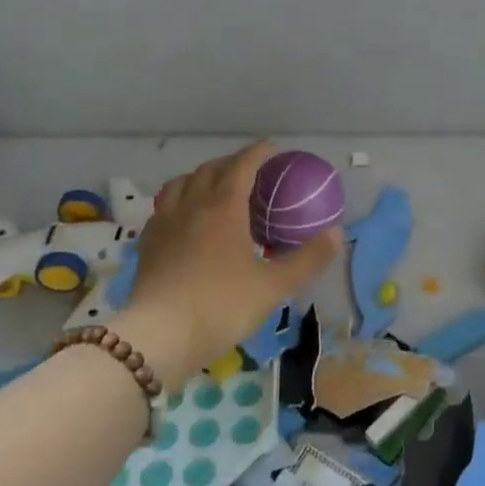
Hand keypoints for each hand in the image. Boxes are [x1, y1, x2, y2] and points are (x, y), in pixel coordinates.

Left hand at [120, 141, 341, 385]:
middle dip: (232, 163)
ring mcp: (165, 223)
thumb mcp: (273, 286)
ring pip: (181, 184)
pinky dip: (178, 202)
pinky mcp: (147, 244)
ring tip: (214, 189)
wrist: (159, 336)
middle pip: (211, 169)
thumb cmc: (222, 306)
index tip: (273, 149)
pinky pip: (163, 209)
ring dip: (201, 177)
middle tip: (250, 172)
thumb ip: (308, 259)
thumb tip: (337, 234)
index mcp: (224, 208)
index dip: (259, 153)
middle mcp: (192, 205)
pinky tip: (184, 220)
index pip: (242, 166)